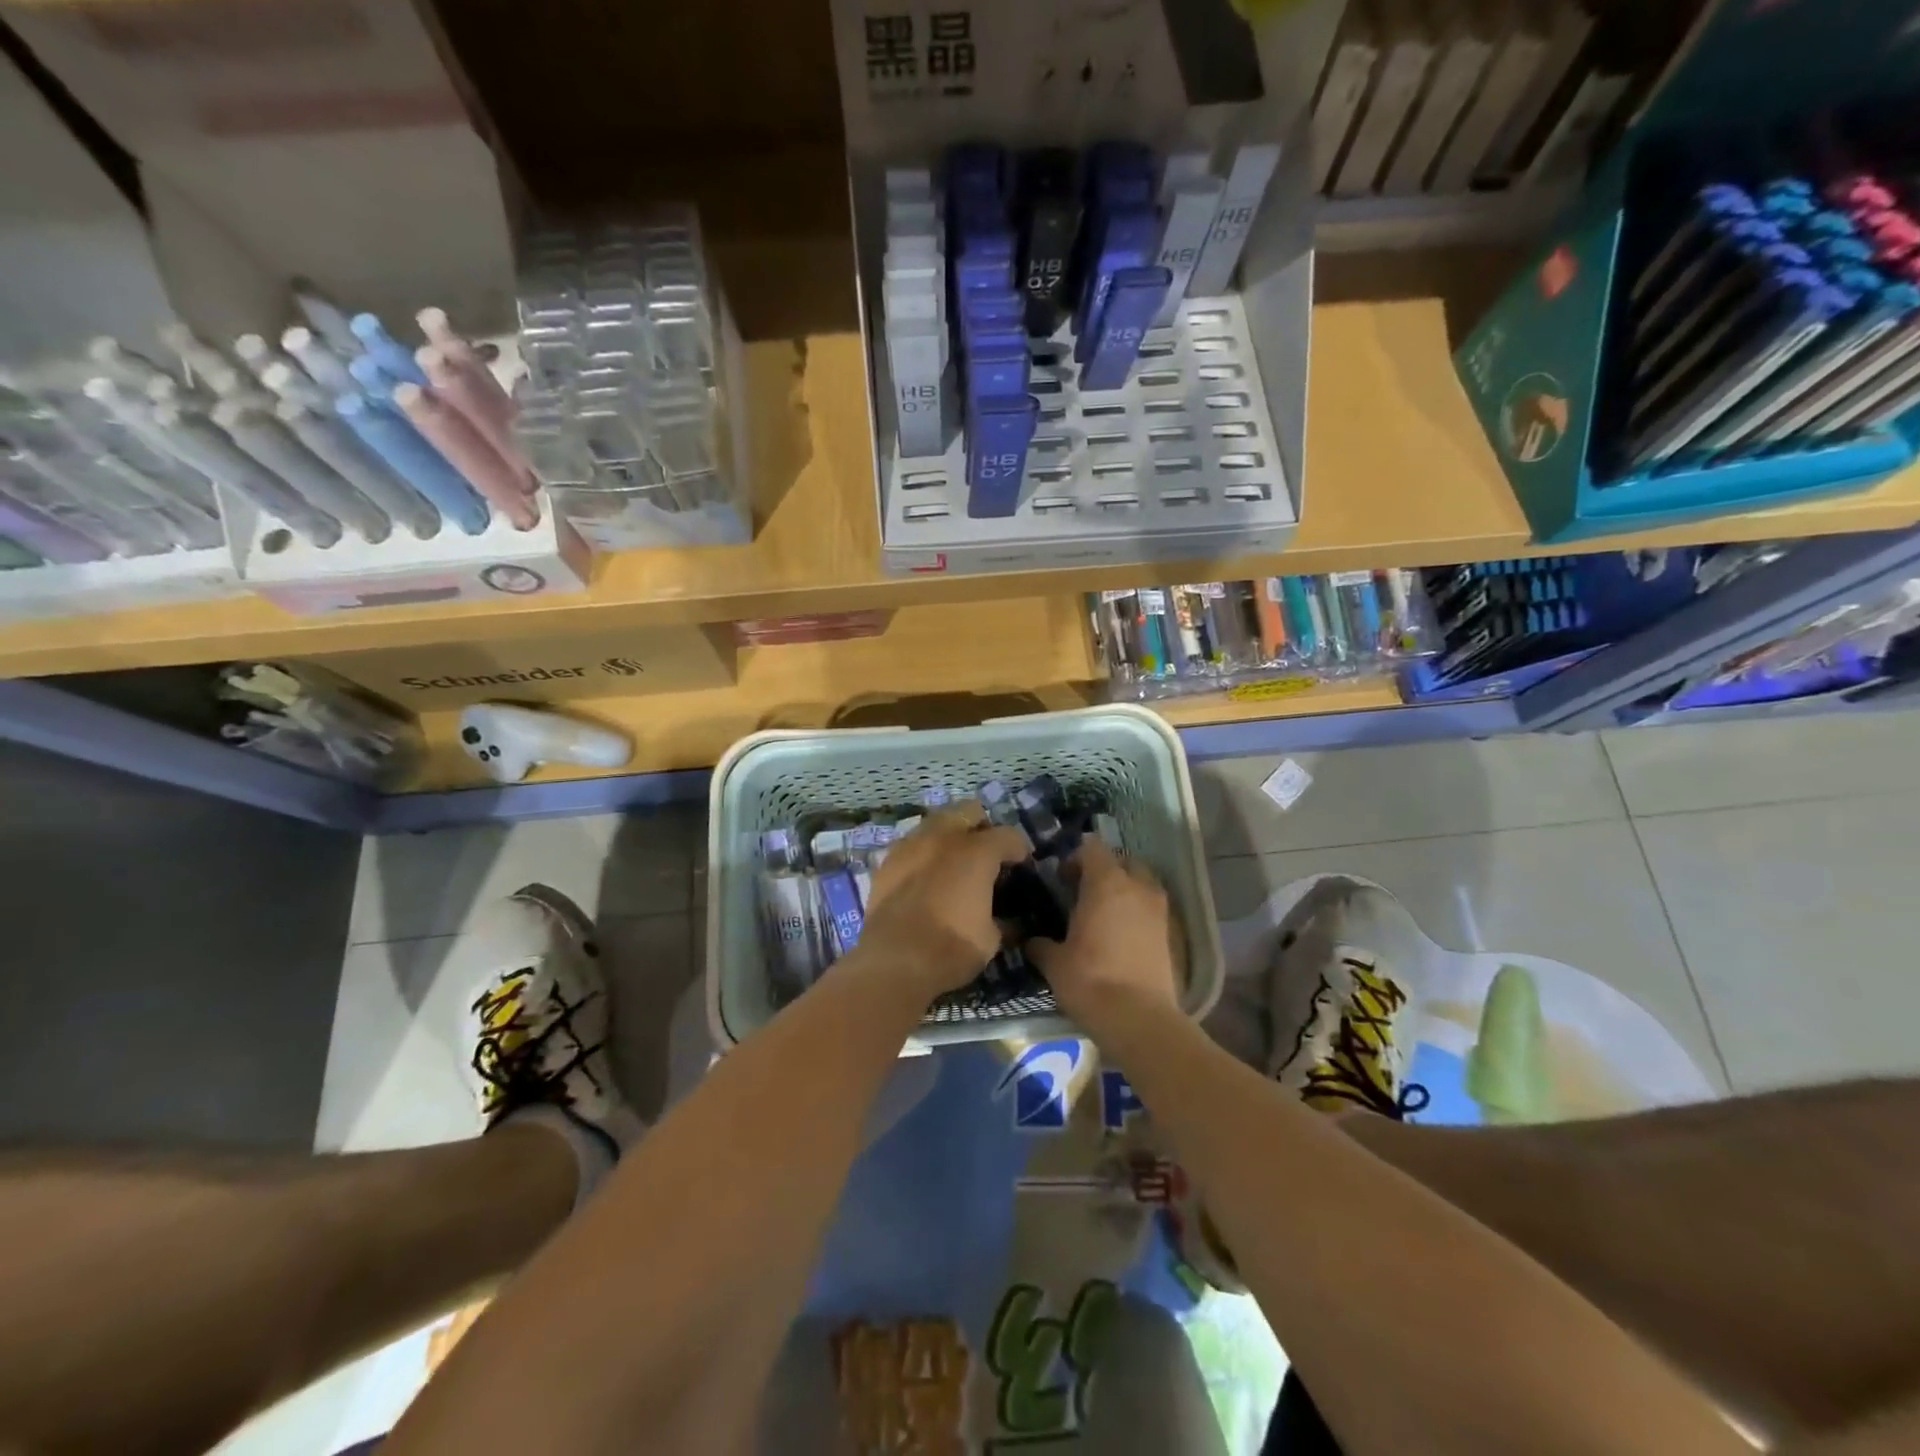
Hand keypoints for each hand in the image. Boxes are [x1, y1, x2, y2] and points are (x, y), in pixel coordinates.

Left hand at [853, 804, 1030, 998]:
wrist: (894, 961)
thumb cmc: (951, 948)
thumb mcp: (991, 938)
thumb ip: (1001, 918)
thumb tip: (1007, 920)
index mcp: (976, 852)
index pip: (1008, 835)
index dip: (1019, 849)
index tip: (1021, 864)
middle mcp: (943, 838)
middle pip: (968, 811)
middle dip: (982, 827)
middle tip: (986, 853)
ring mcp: (911, 845)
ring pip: (936, 822)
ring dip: (949, 835)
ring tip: (953, 861)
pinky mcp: (887, 862)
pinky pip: (911, 844)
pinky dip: (923, 853)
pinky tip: (925, 875)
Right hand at [1029, 838, 1182, 1032]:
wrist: (1140, 1020)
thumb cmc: (1091, 981)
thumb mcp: (1054, 963)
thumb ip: (1041, 944)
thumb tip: (1031, 941)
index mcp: (1106, 883)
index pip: (1091, 848)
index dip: (1074, 858)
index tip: (1060, 878)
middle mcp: (1137, 887)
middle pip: (1121, 861)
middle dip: (1103, 870)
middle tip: (1082, 893)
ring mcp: (1158, 909)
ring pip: (1141, 883)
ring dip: (1123, 890)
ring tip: (1102, 915)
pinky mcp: (1171, 933)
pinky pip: (1151, 909)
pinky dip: (1136, 913)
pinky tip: (1119, 936)